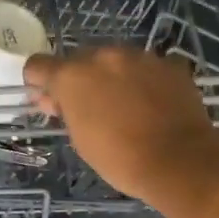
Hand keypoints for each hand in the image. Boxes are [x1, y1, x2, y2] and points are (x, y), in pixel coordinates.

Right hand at [23, 47, 218, 217]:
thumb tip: (54, 99)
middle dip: (80, 80)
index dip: (38, 81)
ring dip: (113, 78)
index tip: (47, 98)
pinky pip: (147, 68)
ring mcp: (140, 56)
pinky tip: (152, 104)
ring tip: (125, 107)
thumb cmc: (120, 159)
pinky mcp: (169, 64)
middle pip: (80, 60)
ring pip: (115, 61)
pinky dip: (144, 81)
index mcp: (73, 76)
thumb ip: (64, 111)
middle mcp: (104, 56)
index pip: (38, 65)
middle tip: (89, 108)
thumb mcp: (81, 139)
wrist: (180, 161)